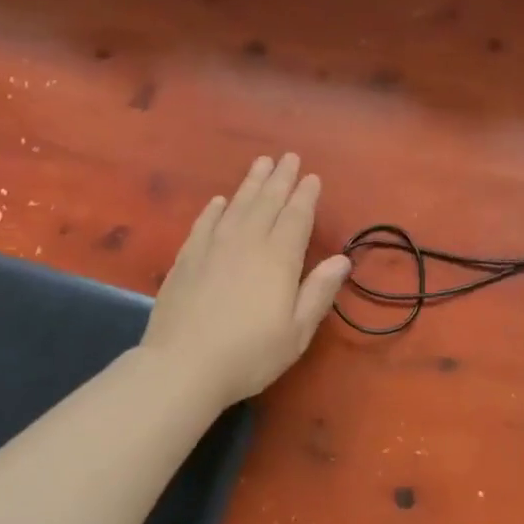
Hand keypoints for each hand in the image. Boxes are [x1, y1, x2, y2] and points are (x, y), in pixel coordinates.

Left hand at [140, 153, 350, 408]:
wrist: (182, 366)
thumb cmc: (249, 354)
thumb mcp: (296, 331)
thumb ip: (318, 292)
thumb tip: (341, 259)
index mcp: (278, 259)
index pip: (296, 217)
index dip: (305, 196)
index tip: (312, 176)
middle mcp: (247, 243)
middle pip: (267, 203)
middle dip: (280, 178)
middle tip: (288, 156)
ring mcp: (213, 248)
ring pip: (236, 206)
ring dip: (250, 183)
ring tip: (261, 163)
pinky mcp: (186, 259)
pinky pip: (204, 224)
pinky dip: (214, 209)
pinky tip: (219, 201)